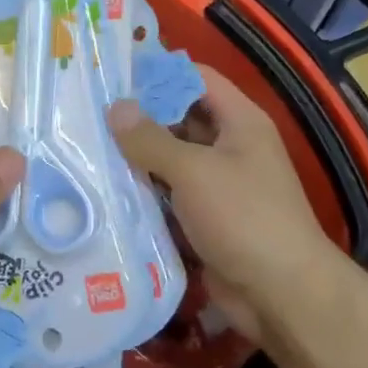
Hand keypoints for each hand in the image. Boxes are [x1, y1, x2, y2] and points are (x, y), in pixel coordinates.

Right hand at [108, 65, 347, 344]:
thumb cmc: (244, 218)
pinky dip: (144, 191)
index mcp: (239, 122)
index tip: (113, 73)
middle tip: (88, 112)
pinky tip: (105, 187)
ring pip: (170, 159)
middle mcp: (230, 147)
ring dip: (136, 157)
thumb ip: (151, 139)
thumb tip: (115, 107)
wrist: (281, 295)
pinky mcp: (204, 218)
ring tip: (86, 146)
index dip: (159, 72)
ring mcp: (216, 185)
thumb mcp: (194, 171)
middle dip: (139, 117)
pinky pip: (168, 195)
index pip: (197, 79)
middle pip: (179, 119)